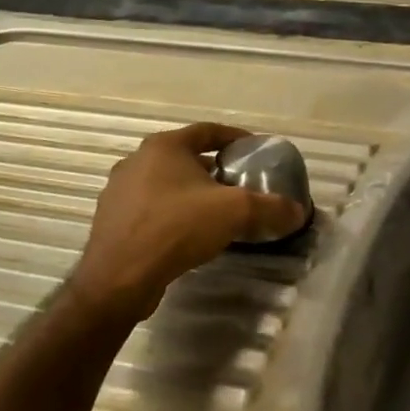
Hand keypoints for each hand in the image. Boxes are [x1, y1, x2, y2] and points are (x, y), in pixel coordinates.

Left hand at [67, 123, 306, 320]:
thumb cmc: (177, 228)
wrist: (119, 279)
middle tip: (238, 183)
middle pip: (185, 157)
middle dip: (213, 168)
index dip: (234, 137)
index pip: (207, 131)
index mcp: (164, 147)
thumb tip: (298, 212)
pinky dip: (172, 214)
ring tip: (216, 211)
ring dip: (191, 192)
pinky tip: (188, 234)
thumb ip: (271, 208)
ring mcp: (118, 192)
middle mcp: (136, 161)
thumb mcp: (236, 212)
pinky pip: (150, 209)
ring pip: (165, 184)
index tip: (254, 149)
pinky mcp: (111, 222)